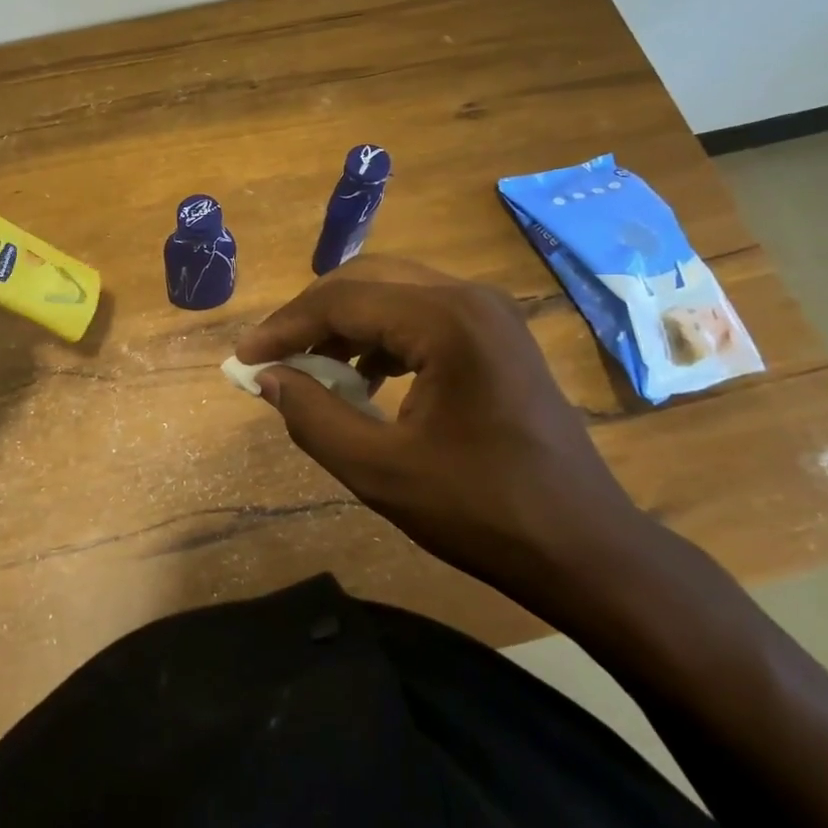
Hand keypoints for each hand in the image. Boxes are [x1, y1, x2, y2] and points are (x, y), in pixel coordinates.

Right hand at [236, 256, 657, 614]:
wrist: (583, 548)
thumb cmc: (481, 512)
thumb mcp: (379, 470)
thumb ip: (311, 416)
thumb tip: (265, 378)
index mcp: (447, 321)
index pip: (343, 301)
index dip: (285, 328)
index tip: (243, 358)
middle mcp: (470, 298)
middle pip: (367, 280)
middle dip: (311, 315)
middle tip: (271, 356)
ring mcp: (489, 313)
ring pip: (392, 292)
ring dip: (343, 323)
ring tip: (309, 368)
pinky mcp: (495, 335)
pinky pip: (419, 314)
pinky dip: (379, 336)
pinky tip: (362, 377)